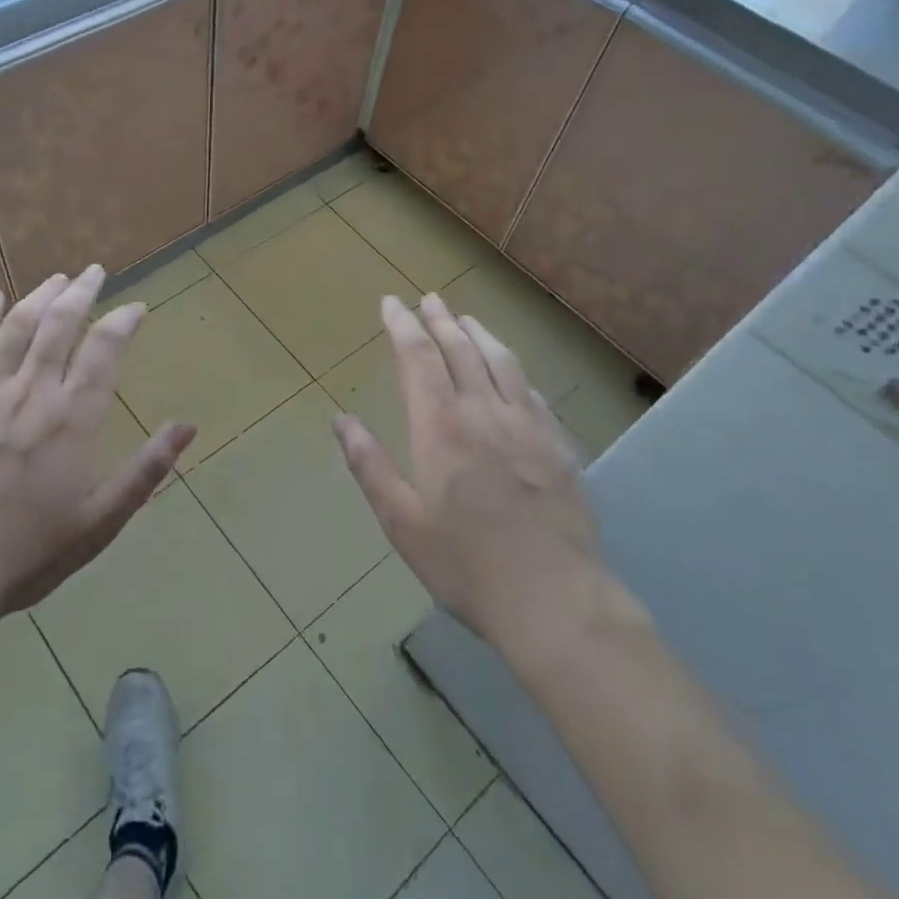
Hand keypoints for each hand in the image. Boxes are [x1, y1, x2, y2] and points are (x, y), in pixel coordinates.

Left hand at [0, 265, 193, 626]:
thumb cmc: (27, 554)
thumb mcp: (100, 521)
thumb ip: (146, 470)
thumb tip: (188, 426)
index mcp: (73, 419)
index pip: (105, 350)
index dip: (123, 322)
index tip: (136, 307)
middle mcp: (32, 392)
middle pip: (60, 325)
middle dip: (82, 292)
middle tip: (95, 271)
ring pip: (17, 327)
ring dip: (40, 296)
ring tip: (58, 278)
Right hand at [333, 293, 600, 646]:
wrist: (554, 599)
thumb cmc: (465, 564)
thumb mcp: (402, 522)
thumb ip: (369, 466)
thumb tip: (341, 421)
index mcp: (441, 427)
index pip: (419, 358)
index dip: (403, 326)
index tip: (392, 302)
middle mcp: (485, 413)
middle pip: (461, 350)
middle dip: (440, 320)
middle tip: (427, 299)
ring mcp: (527, 426)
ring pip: (501, 362)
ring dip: (480, 334)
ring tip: (466, 318)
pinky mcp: (558, 446)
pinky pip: (533, 393)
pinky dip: (514, 371)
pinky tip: (512, 373)